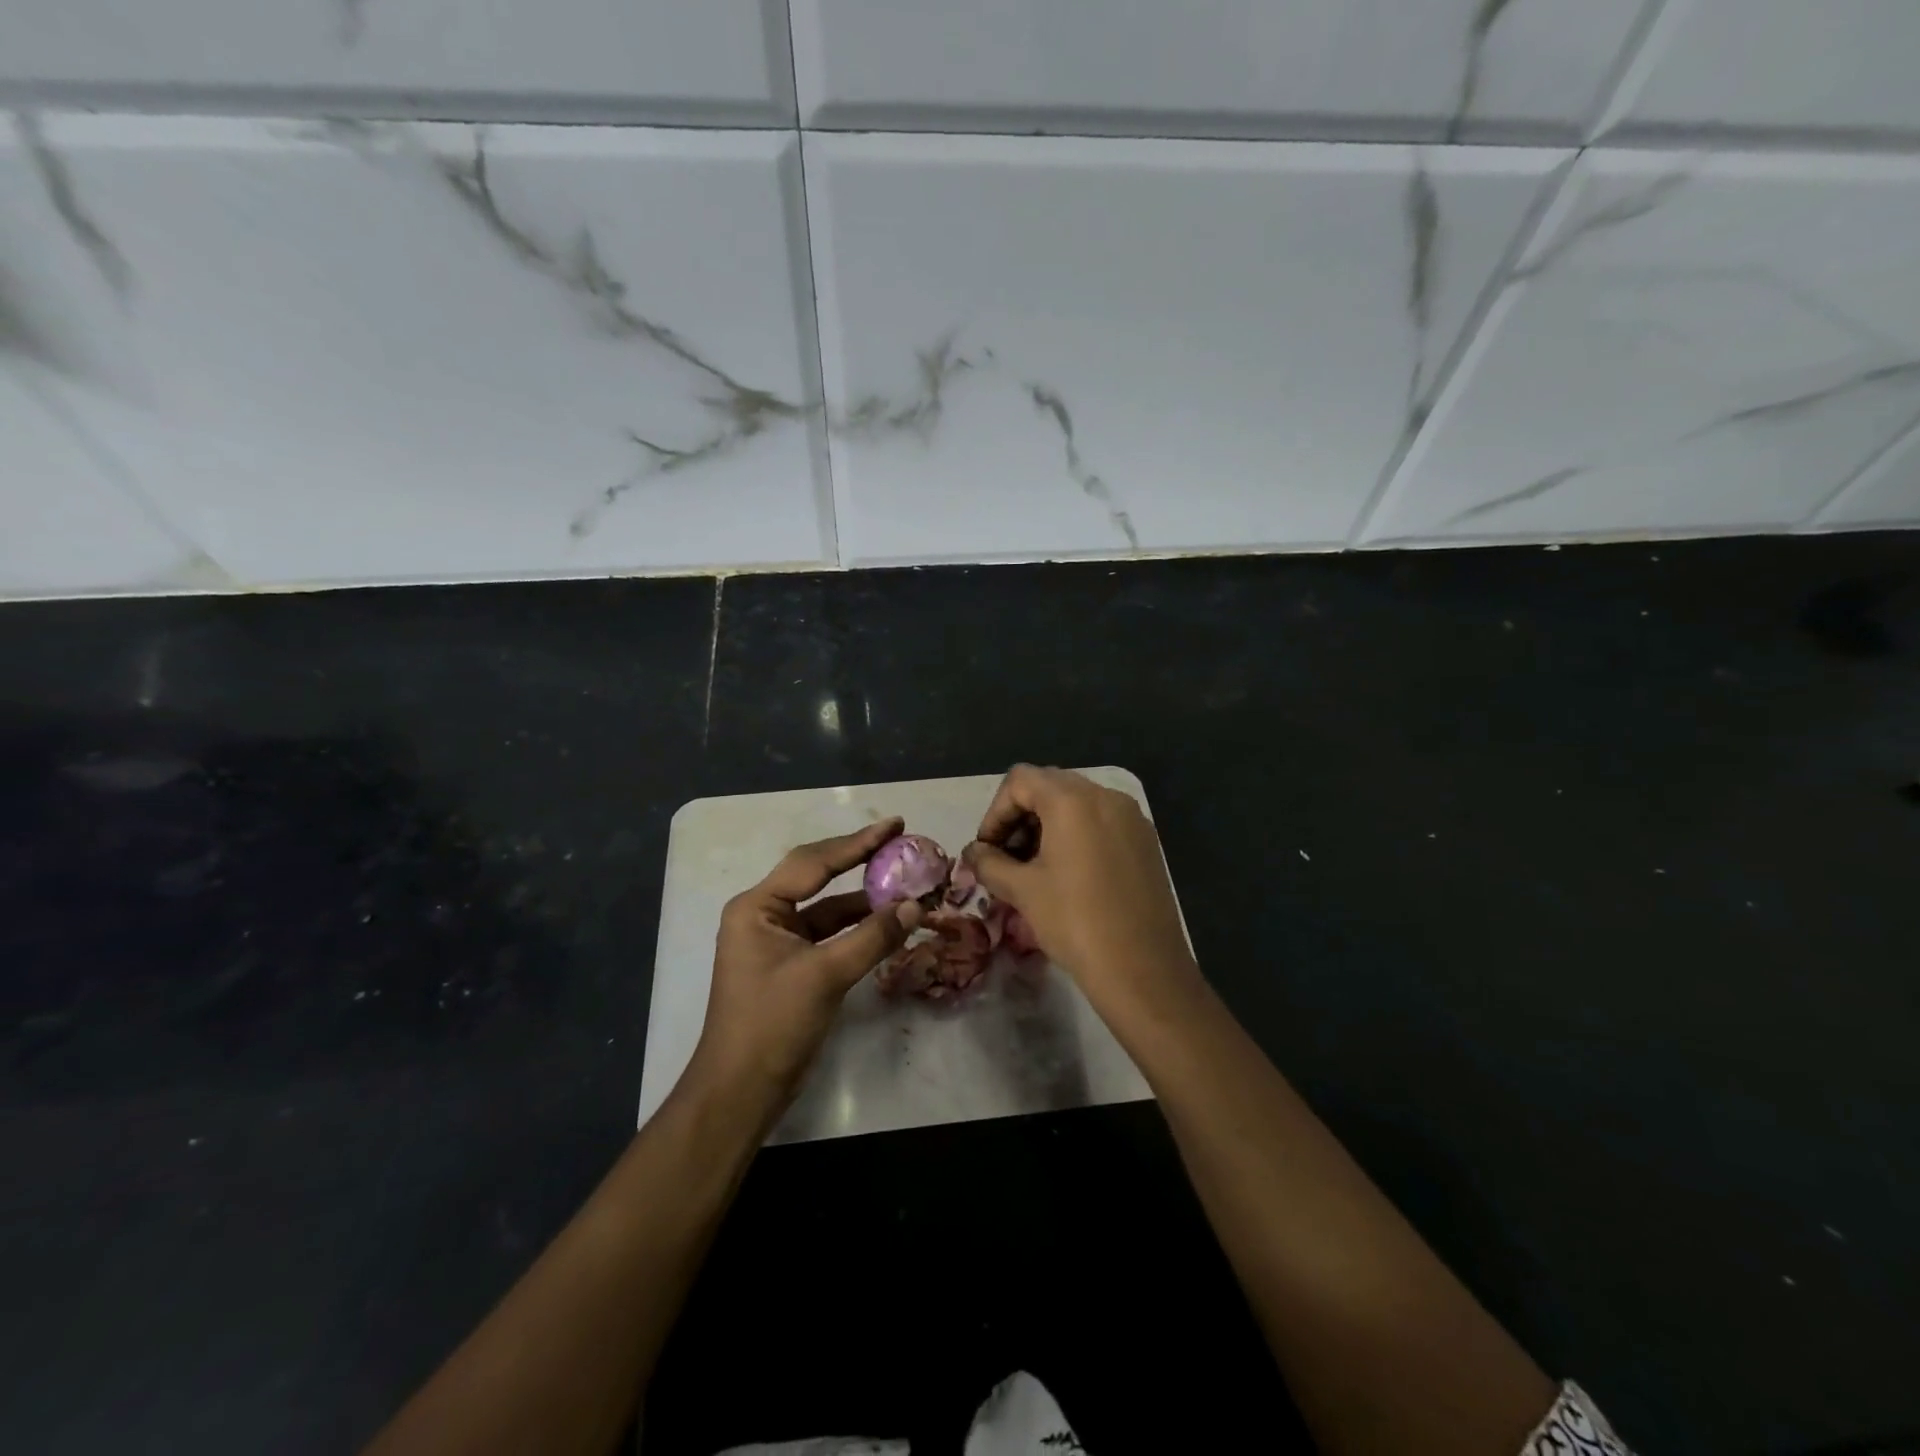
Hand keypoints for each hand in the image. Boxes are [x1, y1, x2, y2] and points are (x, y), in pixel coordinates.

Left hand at [688, 818, 920, 1118]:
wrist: (741, 1091)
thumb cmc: (772, 1024)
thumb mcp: (825, 976)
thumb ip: (872, 937)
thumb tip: (916, 905)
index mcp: (758, 907)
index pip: (814, 862)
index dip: (858, 842)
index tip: (895, 825)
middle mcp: (765, 915)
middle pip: (819, 876)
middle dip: (860, 860)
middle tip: (901, 840)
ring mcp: (778, 940)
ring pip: (828, 907)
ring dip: (865, 897)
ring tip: (905, 880)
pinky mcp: (793, 965)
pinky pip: (830, 933)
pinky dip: (859, 926)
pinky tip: (888, 920)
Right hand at [964, 766, 1198, 1014]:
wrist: (1144, 970)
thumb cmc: (1075, 922)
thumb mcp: (1022, 891)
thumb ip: (990, 863)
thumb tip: (973, 853)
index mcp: (1073, 800)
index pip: (1020, 780)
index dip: (995, 812)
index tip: (988, 851)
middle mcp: (1106, 796)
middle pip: (1049, 786)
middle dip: (1020, 817)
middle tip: (1006, 859)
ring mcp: (1131, 818)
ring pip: (1076, 804)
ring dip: (1046, 826)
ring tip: (1033, 870)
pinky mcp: (1146, 841)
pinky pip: (1101, 822)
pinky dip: (1076, 835)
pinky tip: (1068, 876)